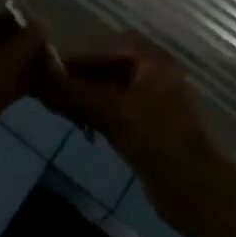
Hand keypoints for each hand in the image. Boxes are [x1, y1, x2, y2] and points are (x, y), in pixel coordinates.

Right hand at [39, 36, 227, 235]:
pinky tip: (82, 126)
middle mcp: (156, 77)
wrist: (195, 189)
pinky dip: (100, 115)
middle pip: (112, 68)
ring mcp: (155, 105)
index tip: (55, 69)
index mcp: (154, 63)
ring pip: (114, 92)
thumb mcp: (113, 111)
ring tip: (62, 108)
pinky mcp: (151, 130)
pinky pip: (120, 113)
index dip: (84, 56)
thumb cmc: (157, 138)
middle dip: (84, 78)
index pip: (112, 47)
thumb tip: (41, 80)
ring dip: (90, 97)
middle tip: (53, 90)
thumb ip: (76, 93)